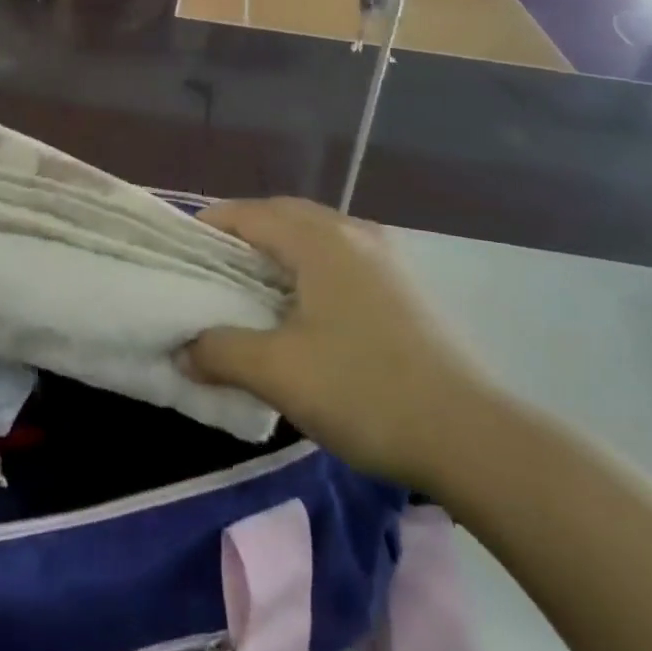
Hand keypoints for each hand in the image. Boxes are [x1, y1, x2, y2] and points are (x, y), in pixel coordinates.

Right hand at [187, 198, 494, 491]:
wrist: (472, 436)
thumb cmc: (365, 390)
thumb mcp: (278, 372)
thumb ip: (220, 351)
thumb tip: (183, 351)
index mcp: (320, 239)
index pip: (249, 214)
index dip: (209, 227)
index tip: (179, 254)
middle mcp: (353, 233)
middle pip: (282, 216)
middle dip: (241, 234)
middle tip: (209, 269)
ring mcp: (384, 258)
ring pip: (314, 236)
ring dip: (276, 251)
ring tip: (249, 287)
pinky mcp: (402, 287)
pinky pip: (338, 258)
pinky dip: (307, 268)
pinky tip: (301, 309)